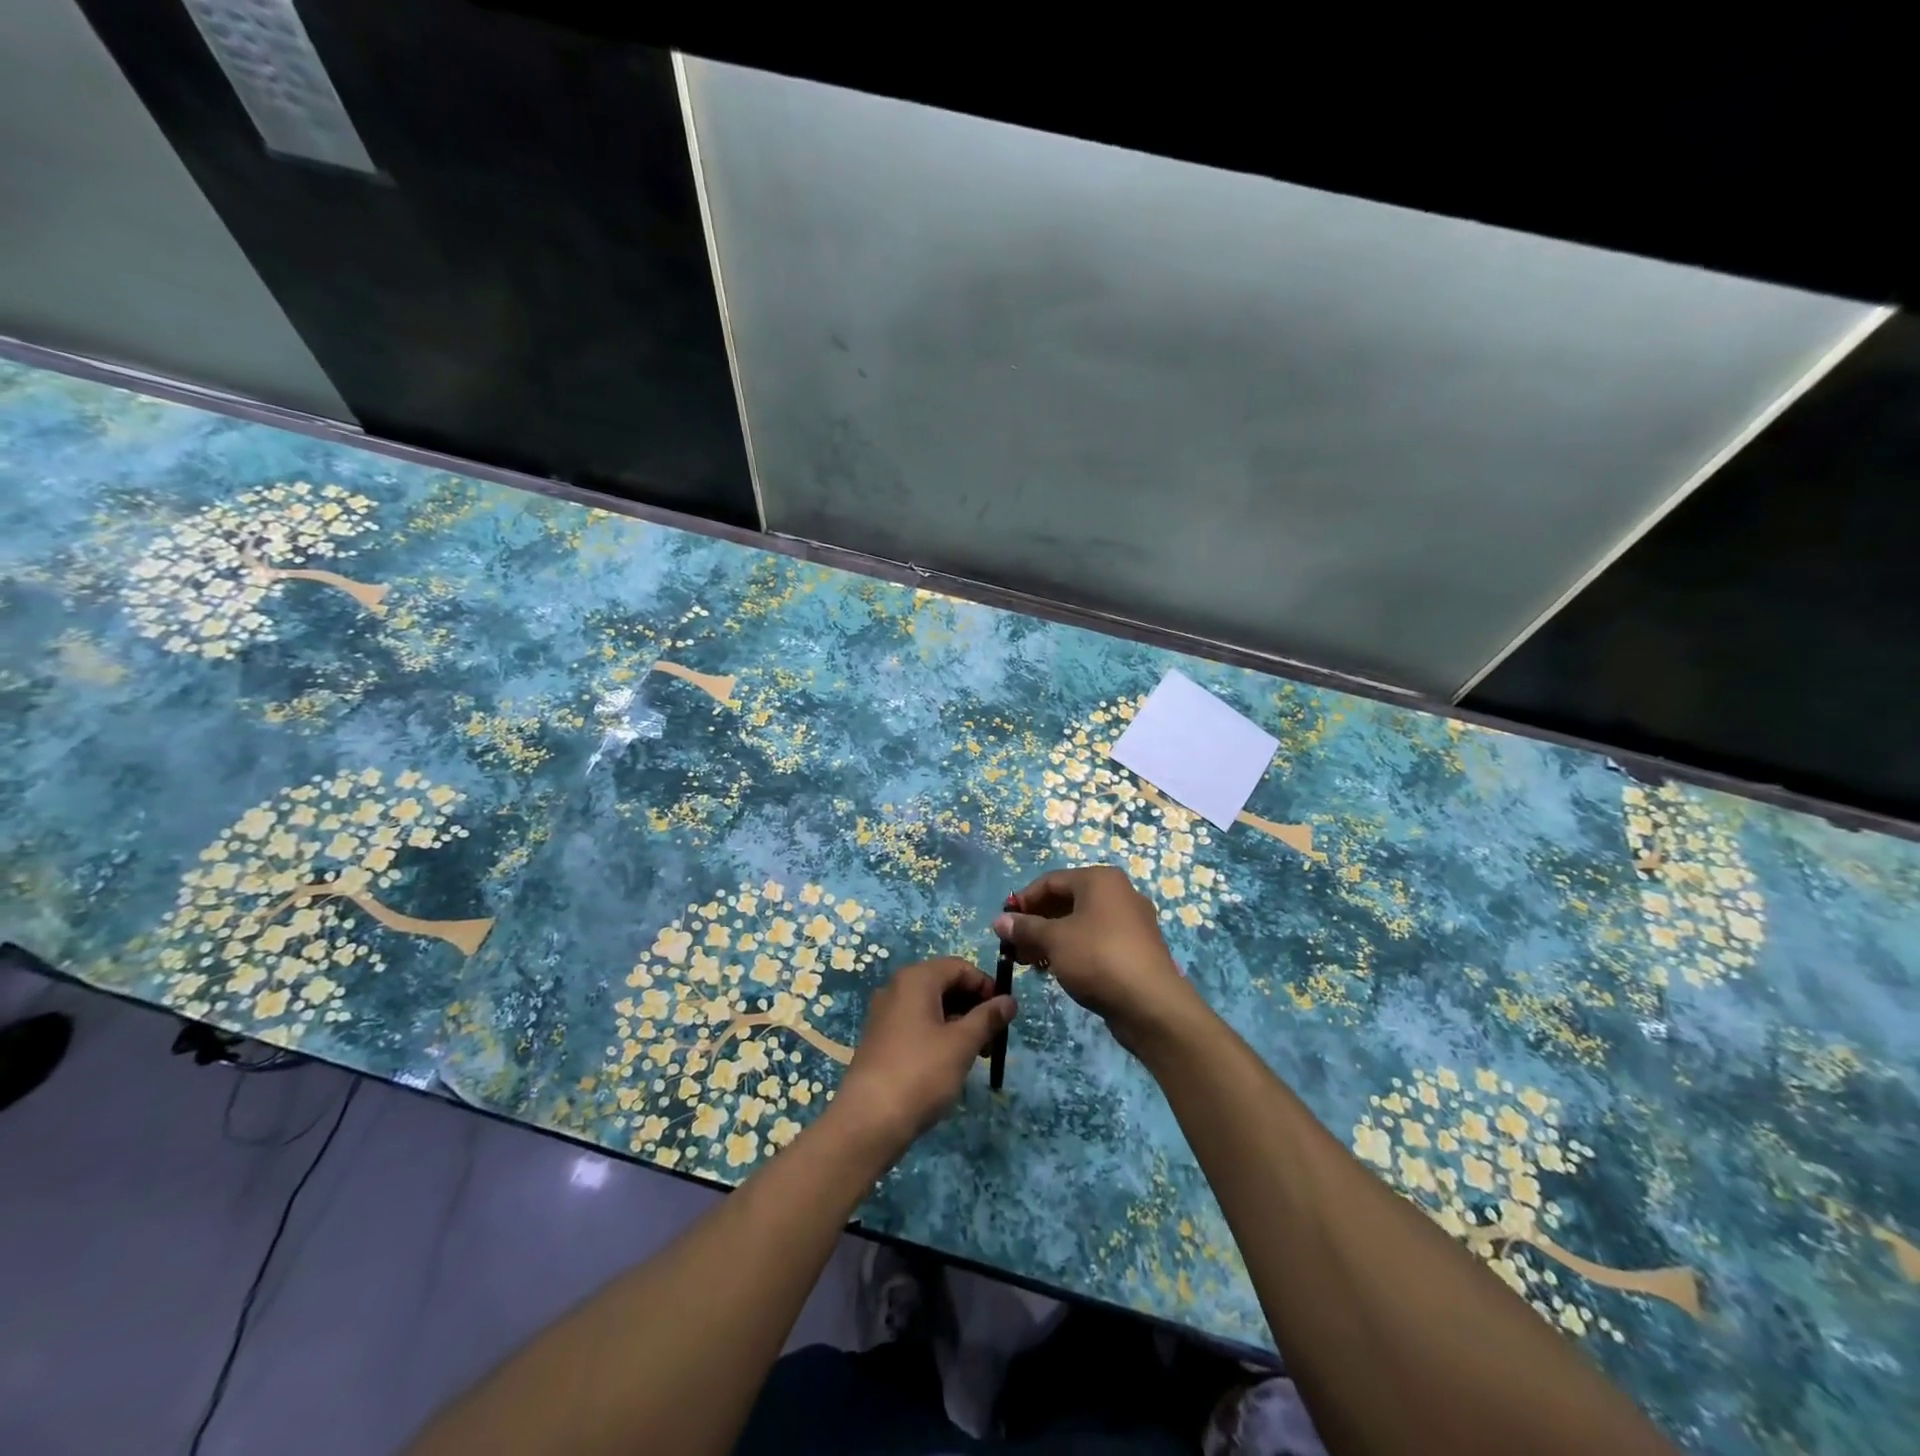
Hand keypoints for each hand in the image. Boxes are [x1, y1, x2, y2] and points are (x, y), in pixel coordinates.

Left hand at [832, 957, 1014, 1163]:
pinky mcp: (881, 1039)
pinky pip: (917, 1024)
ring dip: (959, 1023)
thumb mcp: (962, 1044)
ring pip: (932, 1006)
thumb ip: (988, 1018)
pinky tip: (951, 1062)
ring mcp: (886, 1014)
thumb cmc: (921, 1073)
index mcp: (916, 979)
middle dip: (974, 1006)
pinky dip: (939, 1034)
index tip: (1004, 1014)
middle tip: (994, 1038)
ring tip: (977, 1054)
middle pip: (945, 984)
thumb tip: (1010, 1001)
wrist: (868, 1121)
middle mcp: (897, 988)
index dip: (986, 986)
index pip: (960, 967)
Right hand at [992, 866, 1197, 1054]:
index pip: (1051, 881)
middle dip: (1037, 922)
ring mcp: (1131, 922)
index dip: (1023, 901)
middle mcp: (1118, 893)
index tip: (1004, 924)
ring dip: (1052, 939)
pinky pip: (1096, 941)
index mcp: (1100, 880)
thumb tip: (999, 920)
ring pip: (1081, 923)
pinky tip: (1058, 971)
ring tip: (1031, 963)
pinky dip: (1074, 950)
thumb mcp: (1054, 940)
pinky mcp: (1136, 949)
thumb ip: (1025, 928)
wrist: (1151, 1004)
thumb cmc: (1098, 958)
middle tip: (1015, 946)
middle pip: (1067, 901)